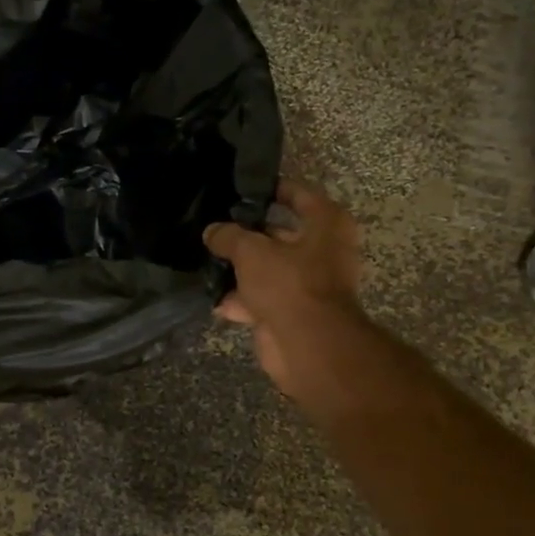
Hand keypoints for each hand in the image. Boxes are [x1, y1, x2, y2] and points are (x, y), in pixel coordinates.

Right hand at [204, 180, 366, 402]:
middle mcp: (324, 251)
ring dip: (241, 271)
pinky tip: (214, 299)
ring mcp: (309, 285)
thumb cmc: (289, 283)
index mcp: (327, 225)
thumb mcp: (251, 251)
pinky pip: (263, 299)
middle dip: (249, 235)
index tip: (242, 190)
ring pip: (269, 270)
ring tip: (207, 262)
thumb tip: (212, 231)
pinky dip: (241, 300)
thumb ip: (228, 237)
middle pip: (280, 235)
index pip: (299, 195)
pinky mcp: (294, 314)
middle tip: (216, 228)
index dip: (271, 189)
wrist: (307, 345)